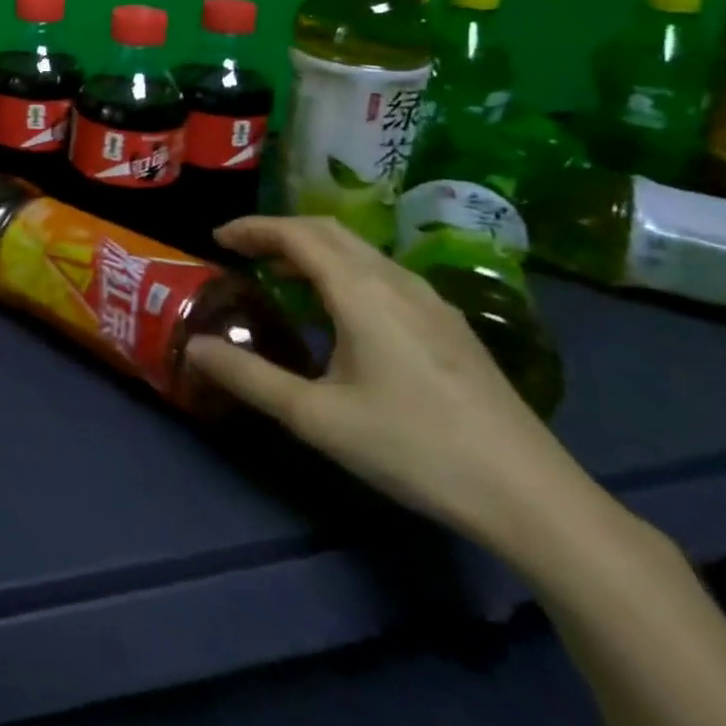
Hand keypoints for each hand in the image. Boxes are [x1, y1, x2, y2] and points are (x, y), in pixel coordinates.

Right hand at [185, 216, 594, 556]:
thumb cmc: (414, 448)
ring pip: (359, 249)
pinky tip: (339, 310)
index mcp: (361, 291)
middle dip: (279, 231)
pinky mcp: (450, 324)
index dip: (252, 228)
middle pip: (328, 230)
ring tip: (280, 274)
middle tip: (241, 250)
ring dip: (312, 248)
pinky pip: (382, 271)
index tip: (217, 238)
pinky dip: (343, 268)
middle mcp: (396, 280)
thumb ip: (249, 377)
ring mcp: (430, 300)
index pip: (297, 233)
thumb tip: (193, 347)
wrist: (533, 498)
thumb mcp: (317, 418)